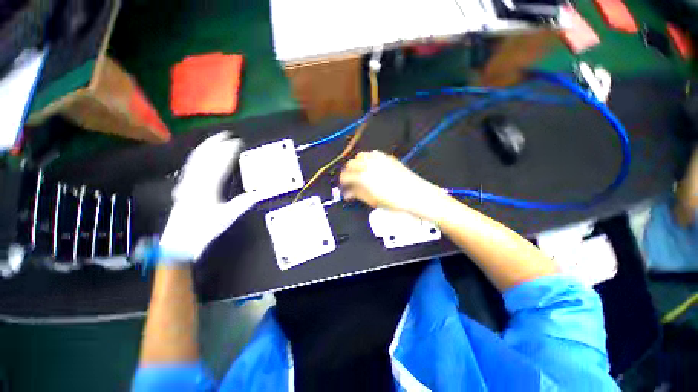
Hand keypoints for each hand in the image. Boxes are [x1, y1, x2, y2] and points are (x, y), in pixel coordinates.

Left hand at [159, 132, 256, 260]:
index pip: (219, 164)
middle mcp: (194, 181)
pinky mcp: (183, 185)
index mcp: (207, 187)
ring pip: (195, 159)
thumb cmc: (203, 229)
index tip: (238, 142)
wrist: (178, 241)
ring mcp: (187, 182)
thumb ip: (241, 204)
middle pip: (204, 156)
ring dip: (206, 146)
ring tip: (215, 139)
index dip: (229, 151)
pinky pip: (191, 165)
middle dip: (216, 143)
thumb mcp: (226, 217)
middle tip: (227, 134)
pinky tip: (202, 154)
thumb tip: (257, 194)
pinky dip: (198, 155)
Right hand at [339, 151, 446, 219]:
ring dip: (357, 163)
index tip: (343, 185)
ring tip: (360, 172)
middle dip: (348, 171)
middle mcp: (369, 164)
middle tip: (351, 180)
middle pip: (351, 163)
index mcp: (363, 176)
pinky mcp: (388, 157)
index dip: (342, 181)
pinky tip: (371, 166)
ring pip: (361, 155)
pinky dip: (368, 158)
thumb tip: (347, 193)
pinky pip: (373, 154)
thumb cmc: (394, 201)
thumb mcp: (373, 201)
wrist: (416, 194)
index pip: (346, 175)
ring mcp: (379, 159)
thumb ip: (358, 194)